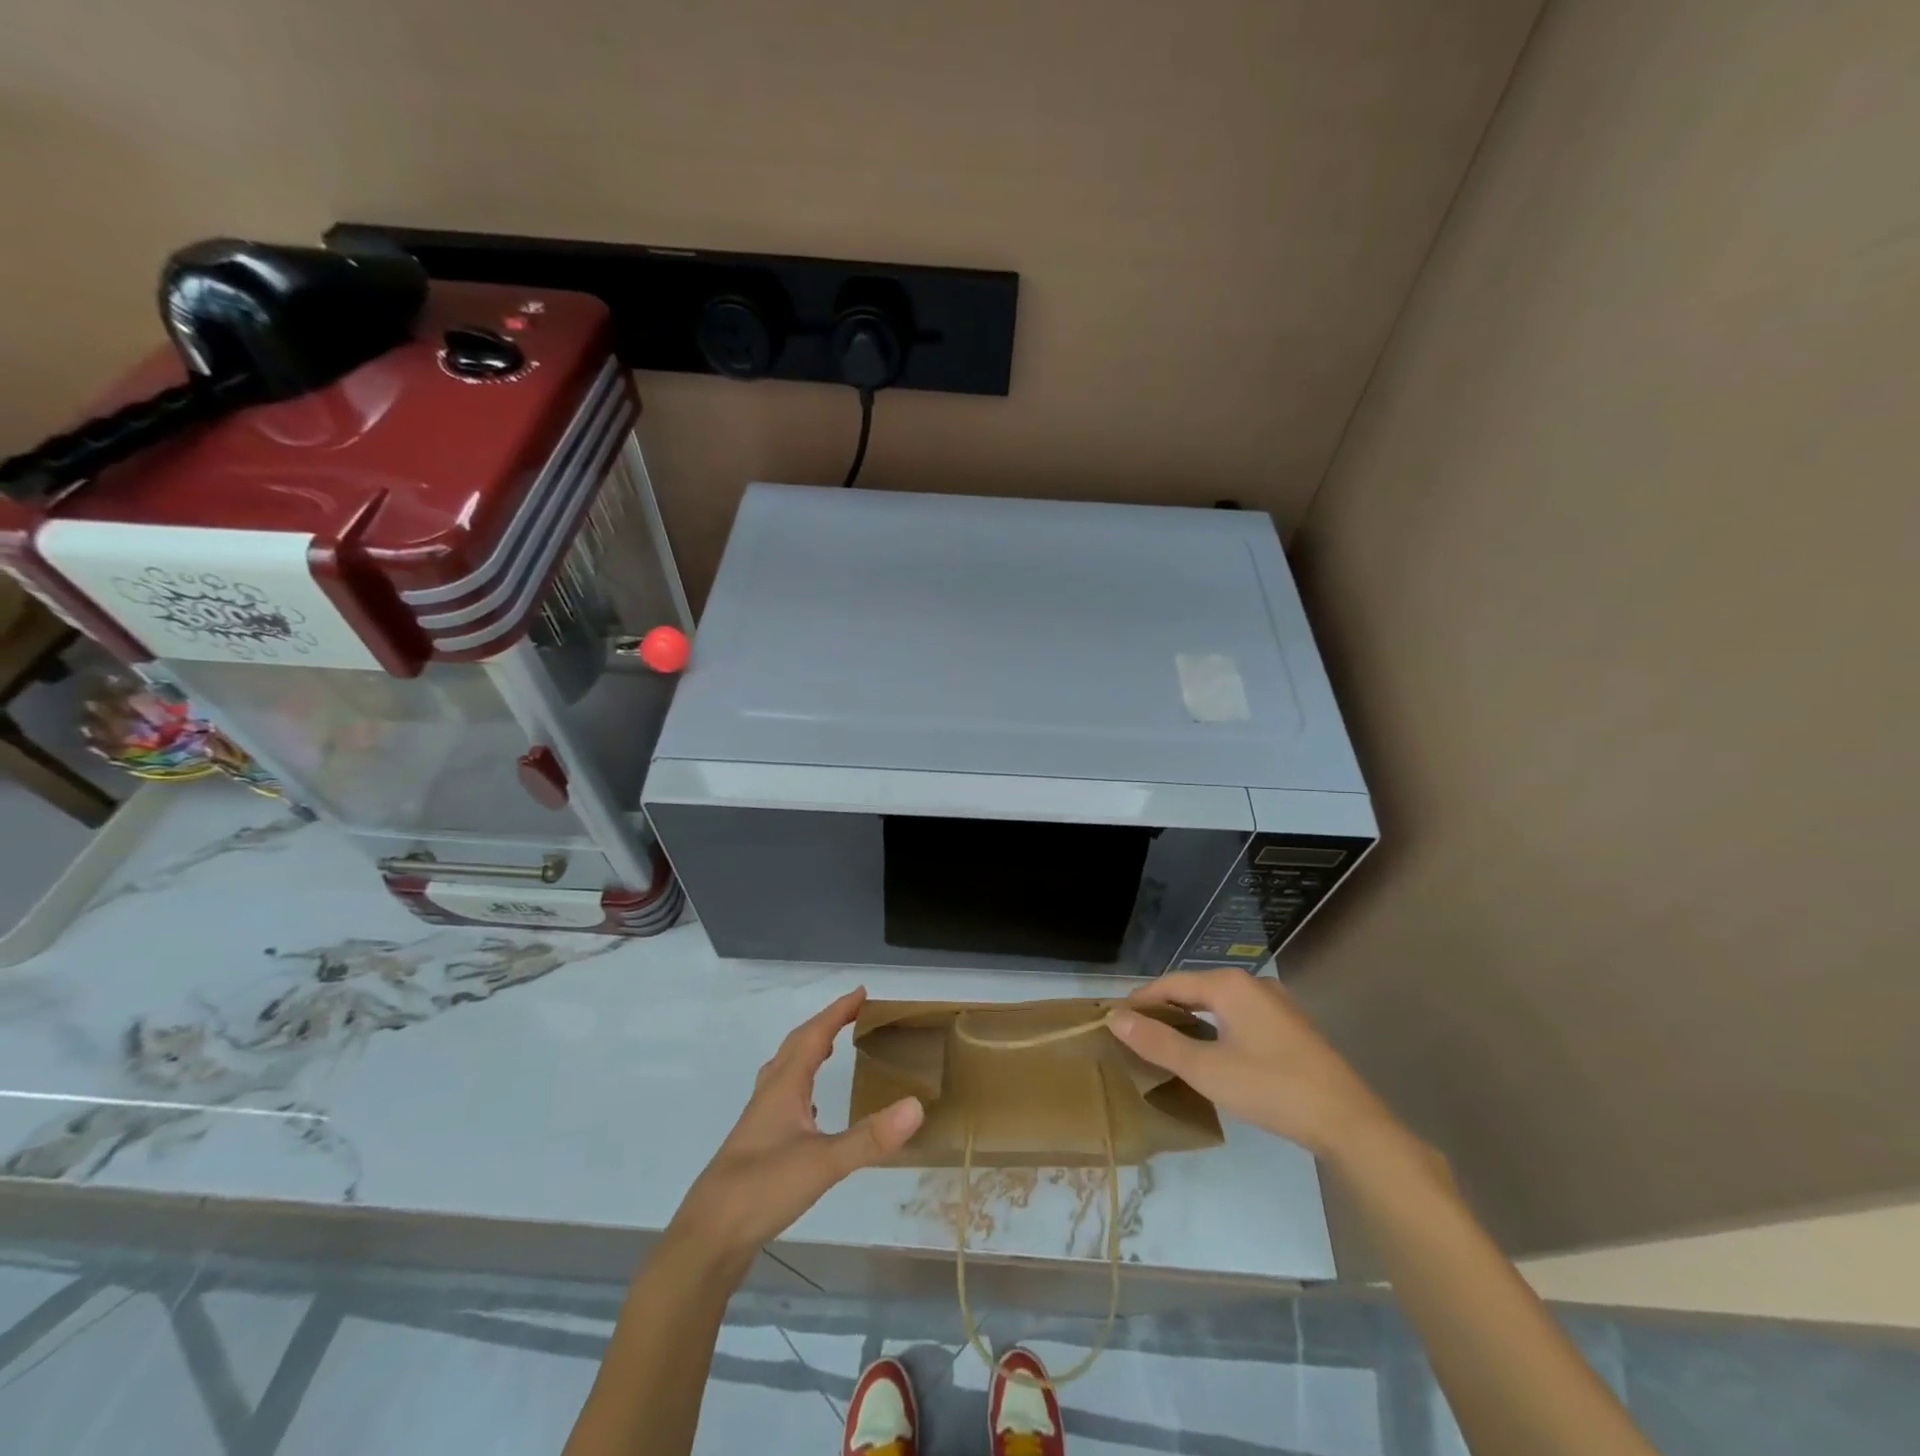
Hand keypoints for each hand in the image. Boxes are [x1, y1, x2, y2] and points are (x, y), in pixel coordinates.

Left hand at [669, 988, 923, 1265]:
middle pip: (797, 1045)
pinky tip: (810, 1108)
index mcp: (784, 1086)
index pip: (814, 1035)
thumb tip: (916, 1106)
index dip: (837, 1011)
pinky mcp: (757, 1143)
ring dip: (809, 1050)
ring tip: (832, 1047)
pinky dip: (801, 1085)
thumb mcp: (823, 1163)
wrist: (708, 1236)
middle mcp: (770, 1093)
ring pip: (786, 1069)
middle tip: (852, 1013)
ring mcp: (760, 1119)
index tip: (861, 993)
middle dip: (824, 1023)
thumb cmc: (763, 1188)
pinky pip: (783, 1096)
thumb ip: (870, 1137)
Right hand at [1107, 969, 1396, 1157]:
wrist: (1348, 1122)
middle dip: (1164, 1010)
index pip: (1171, 984)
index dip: (1141, 1001)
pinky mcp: (1290, 1027)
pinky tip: (1210, 1051)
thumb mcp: (1206, 1069)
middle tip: (1136, 1034)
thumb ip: (1158, 1043)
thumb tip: (1116, 1019)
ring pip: (1218, 1004)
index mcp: (1230, 985)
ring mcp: (1276, 1004)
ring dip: (1190, 1020)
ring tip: (1166, 1043)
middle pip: (1195, 990)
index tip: (1116, 1020)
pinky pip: (1239, 1016)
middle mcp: (1253, 984)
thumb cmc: (1271, 1088)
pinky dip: (1215, 1027)